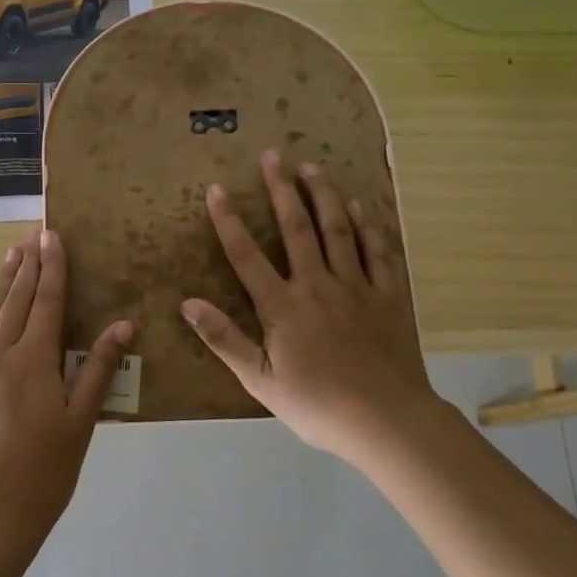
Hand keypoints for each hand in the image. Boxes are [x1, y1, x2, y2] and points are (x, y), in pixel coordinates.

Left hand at [0, 230, 133, 537]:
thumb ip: (99, 369)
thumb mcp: (81, 421)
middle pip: (17, 299)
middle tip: (33, 234)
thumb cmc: (46, 469)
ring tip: (12, 254)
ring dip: (4, 282)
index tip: (53, 236)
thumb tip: (123, 325)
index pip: (48, 301)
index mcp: (34, 360)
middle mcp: (0, 354)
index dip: (53, 267)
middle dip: (28, 265)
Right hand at [181, 150, 439, 464]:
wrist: (386, 421)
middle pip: (296, 228)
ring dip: (323, 195)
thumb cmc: (317, 405)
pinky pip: (377, 251)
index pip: (247, 255)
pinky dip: (367, 225)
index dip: (229, 220)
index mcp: (283, 306)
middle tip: (273, 155)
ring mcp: (357, 287)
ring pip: (338, 230)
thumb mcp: (260, 380)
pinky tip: (359, 205)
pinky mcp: (388, 296)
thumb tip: (188, 303)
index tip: (216, 188)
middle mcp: (318, 285)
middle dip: (281, 189)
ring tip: (312, 168)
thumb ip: (224, 339)